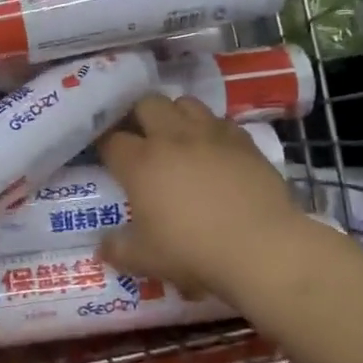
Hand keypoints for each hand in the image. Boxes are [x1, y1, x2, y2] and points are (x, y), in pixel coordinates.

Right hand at [98, 95, 308, 299]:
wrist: (261, 248)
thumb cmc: (193, 251)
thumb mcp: (145, 259)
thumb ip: (117, 249)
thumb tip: (101, 246)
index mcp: (140, 163)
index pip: (111, 140)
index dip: (104, 145)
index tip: (106, 155)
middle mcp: (171, 138)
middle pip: (146, 104)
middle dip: (138, 116)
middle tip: (140, 138)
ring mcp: (210, 134)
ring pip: (185, 102)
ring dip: (175, 114)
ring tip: (177, 136)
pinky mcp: (243, 141)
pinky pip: (220, 121)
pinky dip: (211, 129)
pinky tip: (213, 149)